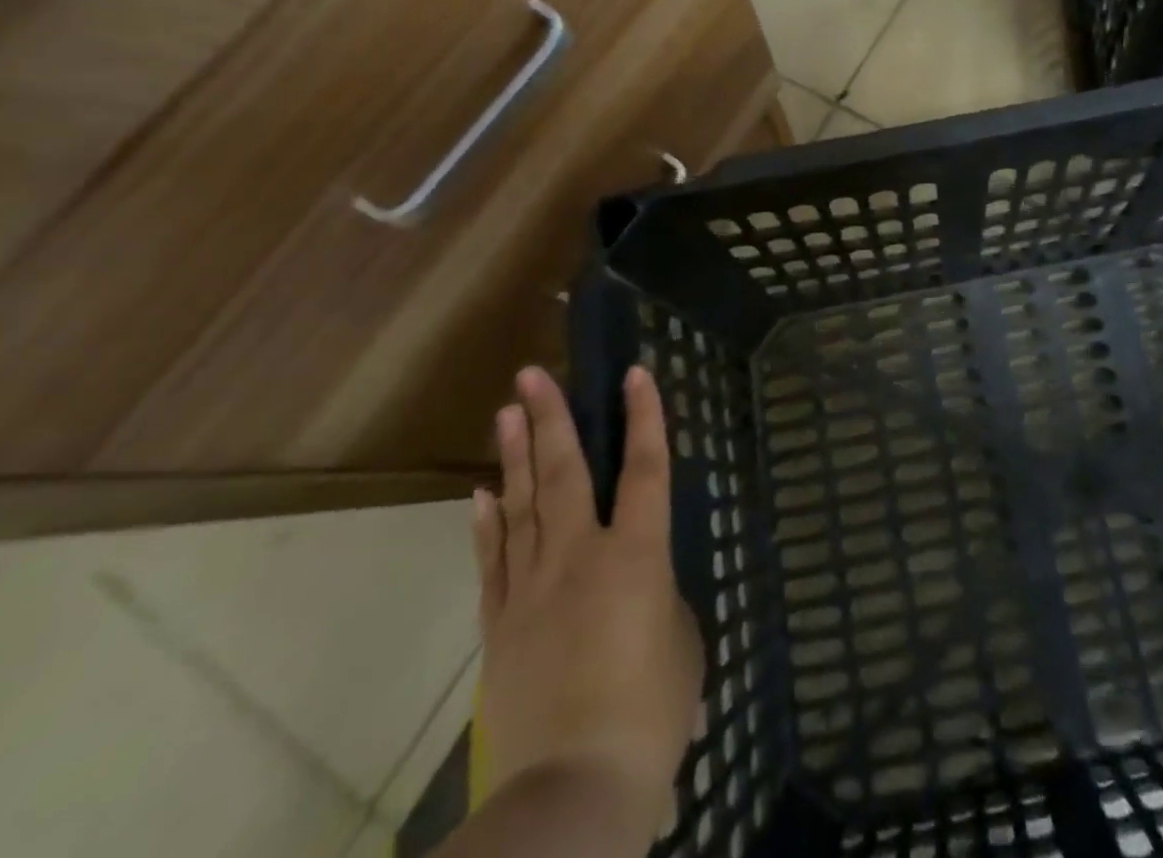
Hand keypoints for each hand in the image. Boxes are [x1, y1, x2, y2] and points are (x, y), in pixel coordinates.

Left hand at [472, 366, 702, 839]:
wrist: (574, 790)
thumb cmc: (650, 711)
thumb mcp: (681, 641)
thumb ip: (660, 597)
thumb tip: (640, 587)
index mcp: (636, 556)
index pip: (644, 469)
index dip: (643, 417)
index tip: (634, 373)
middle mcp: (579, 557)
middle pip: (564, 473)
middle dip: (551, 418)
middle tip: (532, 375)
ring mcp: (532, 589)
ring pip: (521, 506)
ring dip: (515, 455)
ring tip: (508, 411)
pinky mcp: (501, 626)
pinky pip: (493, 561)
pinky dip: (487, 523)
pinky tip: (481, 493)